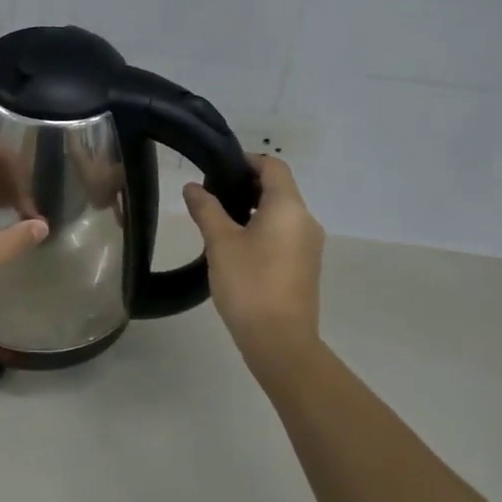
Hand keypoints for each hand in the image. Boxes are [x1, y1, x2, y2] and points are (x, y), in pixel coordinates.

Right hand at [183, 155, 324, 357]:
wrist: (280, 341)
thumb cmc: (249, 283)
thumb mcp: (220, 242)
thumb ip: (206, 209)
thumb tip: (192, 187)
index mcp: (289, 207)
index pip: (273, 166)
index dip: (247, 161)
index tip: (218, 169)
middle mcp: (306, 220)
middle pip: (279, 189)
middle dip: (247, 186)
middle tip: (213, 196)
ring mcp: (310, 245)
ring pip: (282, 213)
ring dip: (254, 209)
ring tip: (221, 222)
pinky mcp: (306, 266)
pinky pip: (285, 234)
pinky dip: (264, 230)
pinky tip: (238, 248)